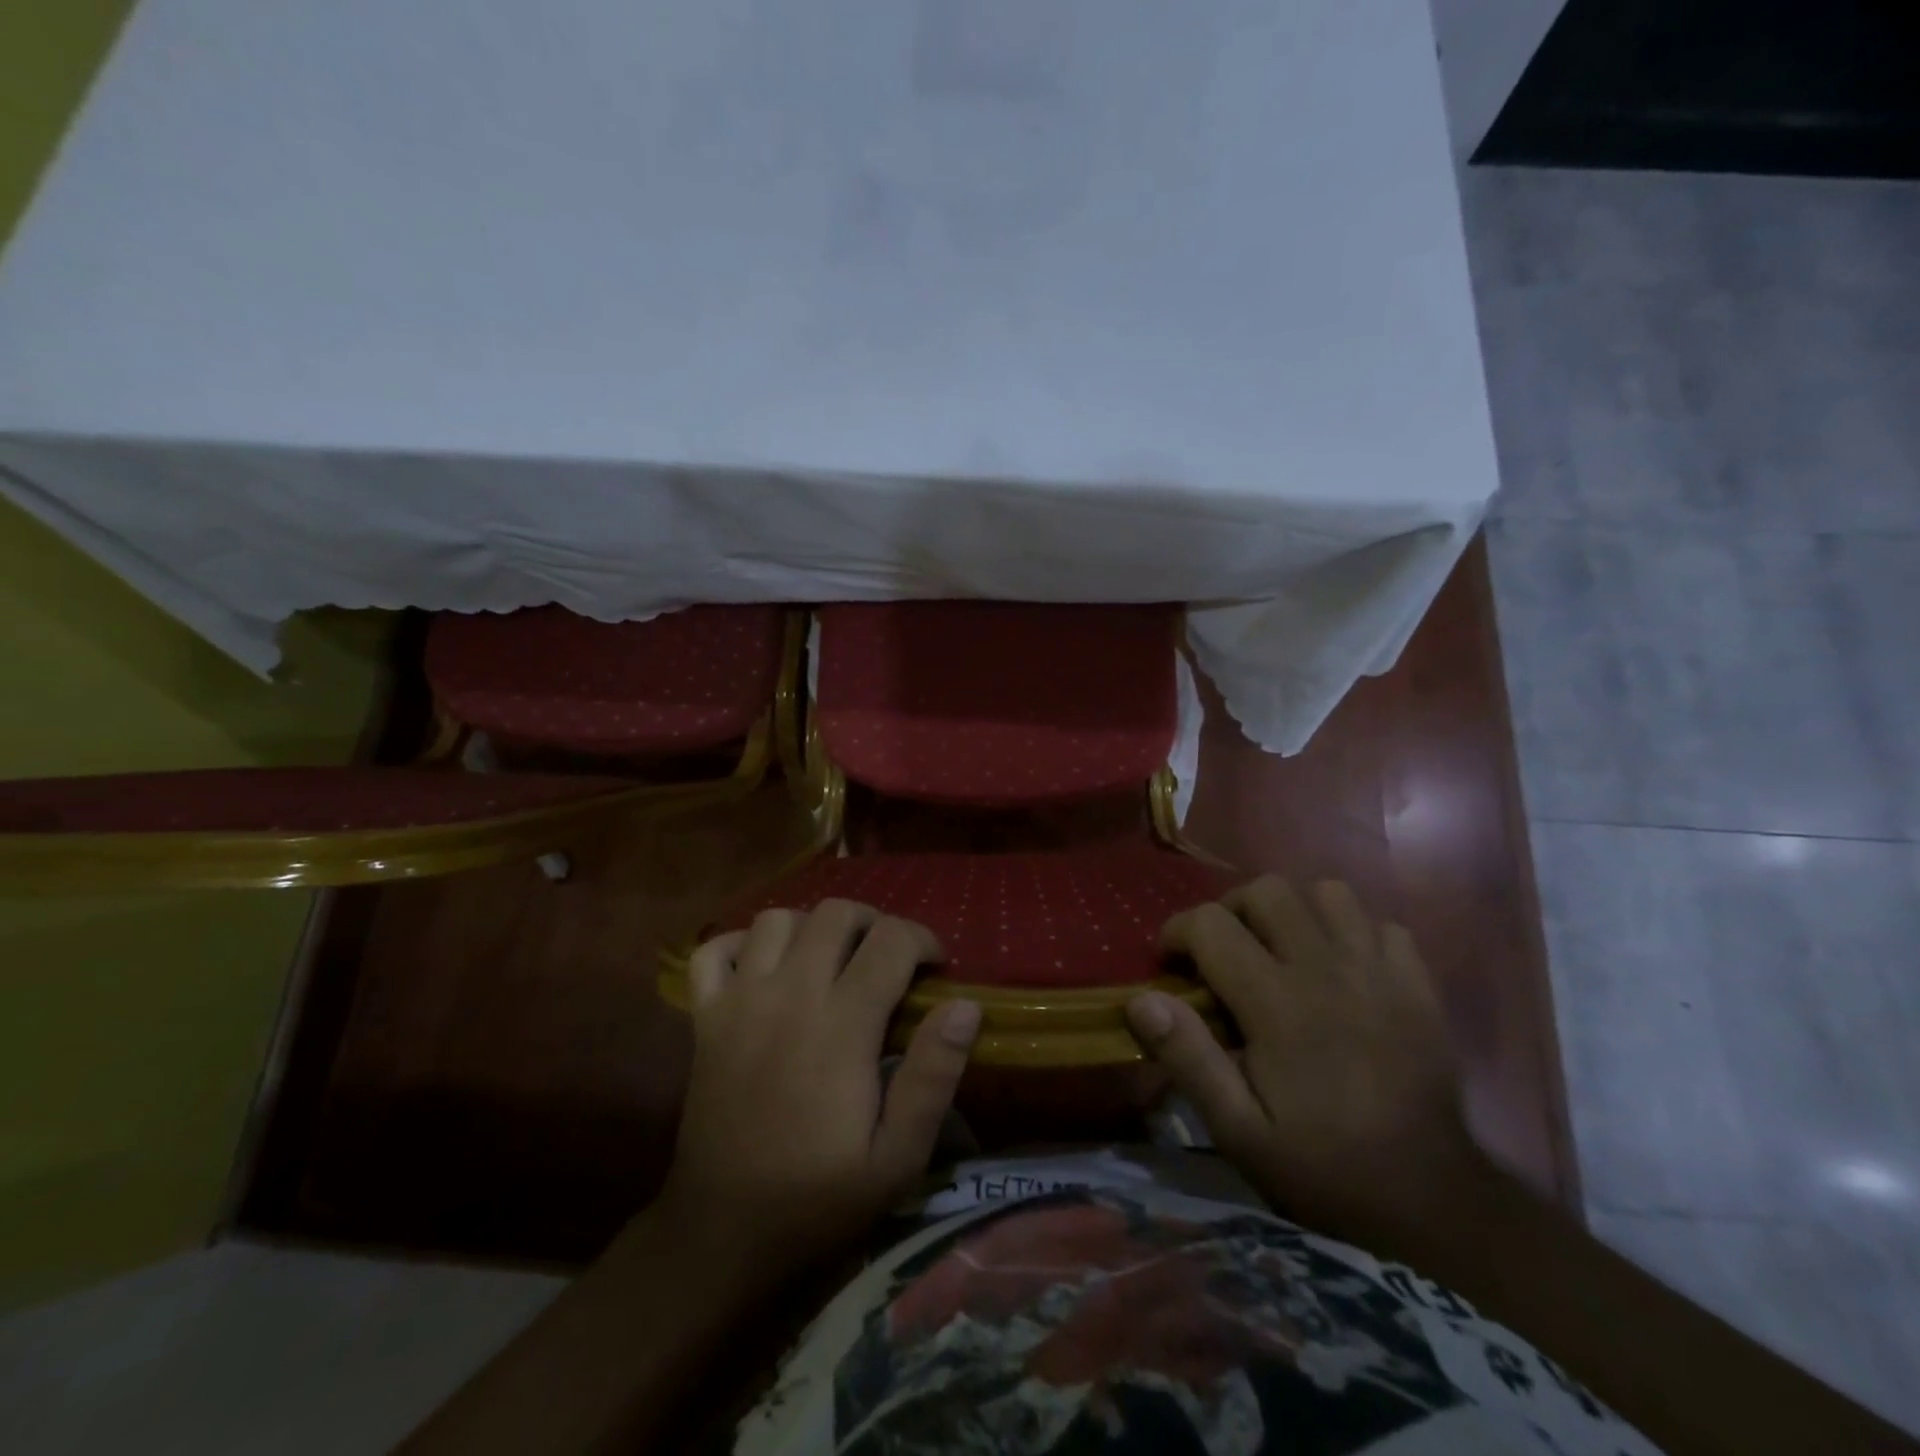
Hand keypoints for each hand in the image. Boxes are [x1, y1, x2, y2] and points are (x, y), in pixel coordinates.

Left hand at [658, 900, 980, 1281]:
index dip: (922, 939)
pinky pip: (713, 950)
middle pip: (835, 913)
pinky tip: (762, 968)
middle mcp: (788, 995)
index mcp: (840, 1026)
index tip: (935, 965)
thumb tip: (965, 1005)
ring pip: (776, 919)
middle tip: (888, 960)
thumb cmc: (818, 1198)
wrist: (723, 1233)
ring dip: (811, 926)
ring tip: (830, 960)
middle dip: (874, 923)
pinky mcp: (703, 1018)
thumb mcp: (898, 1158)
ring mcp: (738, 1002)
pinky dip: (739, 944)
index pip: (890, 941)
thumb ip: (933, 1077)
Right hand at [1127, 877, 1487, 1246]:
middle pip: (1267, 891)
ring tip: (1280, 948)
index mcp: (1277, 1003)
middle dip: (1231, 909)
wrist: (1435, 1203)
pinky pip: (1380, 923)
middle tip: (1222, 951)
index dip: (1178, 932)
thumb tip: (1140, 1000)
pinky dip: (1351, 931)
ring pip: (1327, 893)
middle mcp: (1326, 969)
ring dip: (1293, 910)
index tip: (1170, 964)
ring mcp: (1379, 971)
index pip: (1211, 924)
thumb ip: (1188, 1058)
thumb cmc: (1326, 1167)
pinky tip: (1339, 966)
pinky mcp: (1417, 984)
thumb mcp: (1240, 1131)